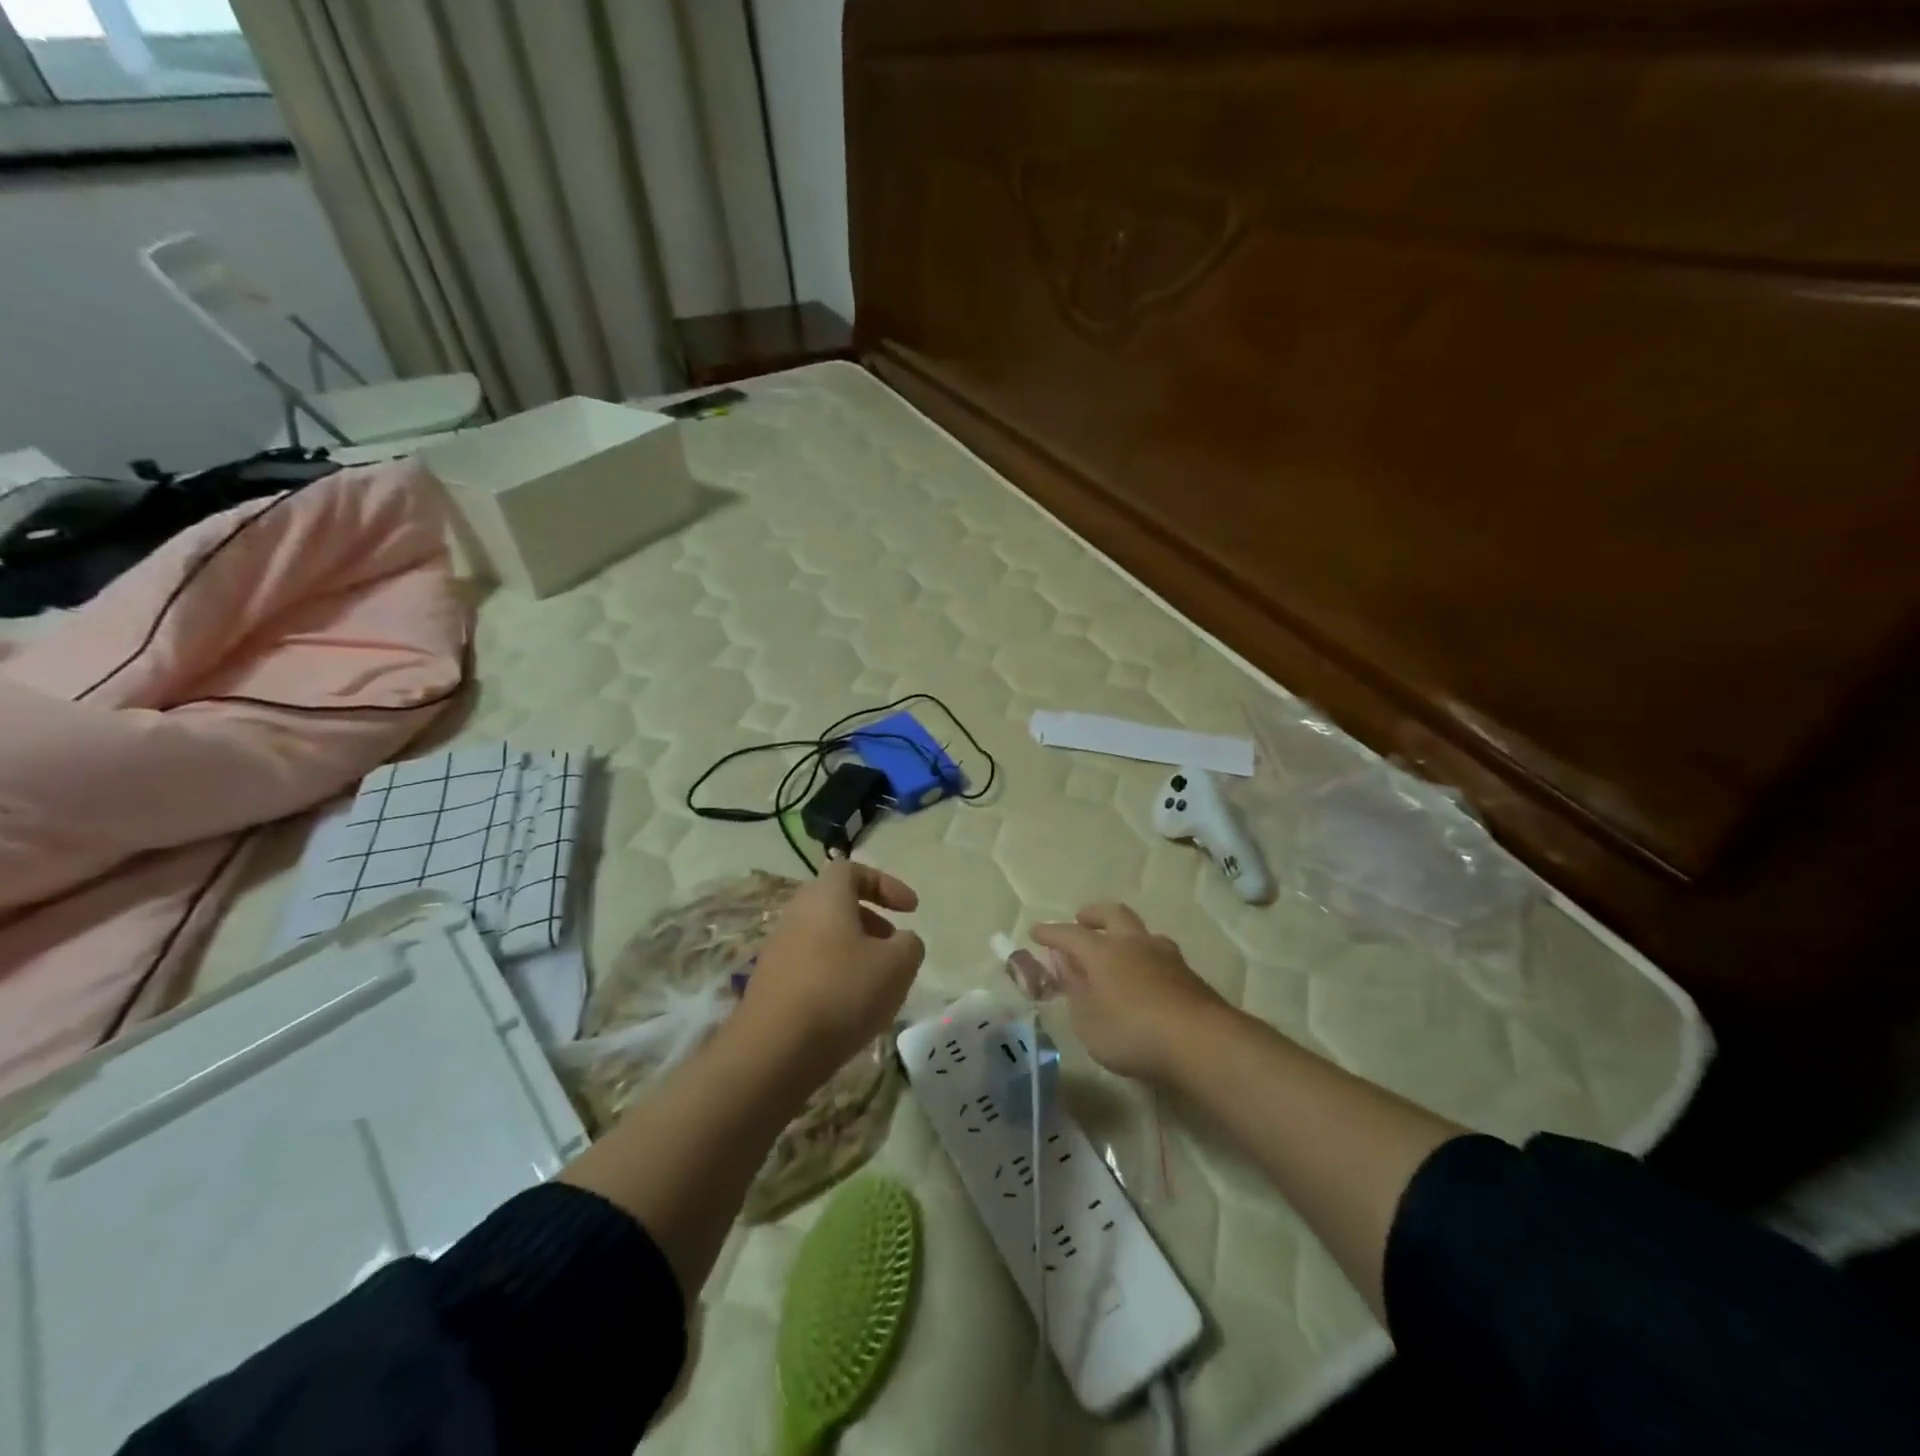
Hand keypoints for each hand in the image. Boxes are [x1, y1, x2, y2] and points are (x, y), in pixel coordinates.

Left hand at [739, 860, 925, 1074]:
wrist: (774, 1050)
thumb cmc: (842, 992)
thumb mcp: (897, 965)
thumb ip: (909, 944)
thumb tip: (902, 942)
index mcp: (825, 896)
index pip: (852, 870)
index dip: (886, 884)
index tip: (911, 910)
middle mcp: (797, 914)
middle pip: (837, 903)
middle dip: (871, 920)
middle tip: (894, 944)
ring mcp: (779, 949)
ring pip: (824, 936)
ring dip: (854, 950)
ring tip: (878, 982)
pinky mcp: (771, 983)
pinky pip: (811, 966)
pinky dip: (835, 975)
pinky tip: (851, 1008)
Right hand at [1031, 903, 1232, 1084]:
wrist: (1201, 1042)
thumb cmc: (1132, 1032)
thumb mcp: (1088, 1021)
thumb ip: (1075, 990)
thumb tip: (1065, 965)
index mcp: (1102, 951)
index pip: (1069, 935)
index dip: (1051, 933)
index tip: (1036, 931)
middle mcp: (1133, 943)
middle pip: (1112, 914)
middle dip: (1093, 915)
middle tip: (1082, 920)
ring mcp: (1165, 955)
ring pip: (1140, 932)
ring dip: (1124, 934)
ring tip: (1118, 949)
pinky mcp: (1188, 974)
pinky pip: (1159, 954)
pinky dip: (1144, 958)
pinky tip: (1145, 976)